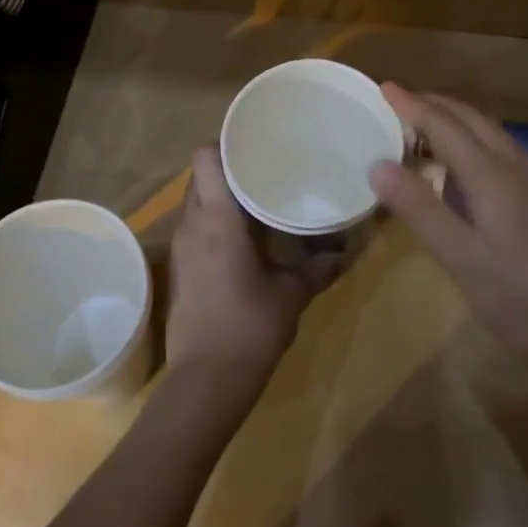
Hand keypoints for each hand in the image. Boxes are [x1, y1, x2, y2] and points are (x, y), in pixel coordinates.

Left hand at [166, 147, 335, 403]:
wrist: (205, 382)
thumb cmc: (250, 327)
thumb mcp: (292, 295)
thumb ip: (319, 268)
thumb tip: (347, 252)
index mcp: (218, 219)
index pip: (205, 158)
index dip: (225, 144)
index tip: (253, 144)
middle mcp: (192, 225)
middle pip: (200, 177)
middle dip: (228, 170)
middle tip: (264, 171)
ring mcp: (181, 249)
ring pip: (196, 204)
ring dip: (221, 199)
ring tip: (257, 202)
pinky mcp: (180, 270)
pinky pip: (195, 230)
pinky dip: (214, 224)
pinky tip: (242, 240)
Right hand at [369, 85, 527, 365]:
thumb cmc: (517, 295)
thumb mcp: (459, 256)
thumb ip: (419, 208)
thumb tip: (377, 165)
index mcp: (491, 175)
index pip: (445, 125)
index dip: (412, 105)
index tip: (384, 87)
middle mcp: (514, 167)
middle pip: (471, 118)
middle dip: (434, 104)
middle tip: (399, 102)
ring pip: (489, 132)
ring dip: (455, 119)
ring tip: (424, 125)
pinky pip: (498, 149)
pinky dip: (471, 138)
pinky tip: (462, 164)